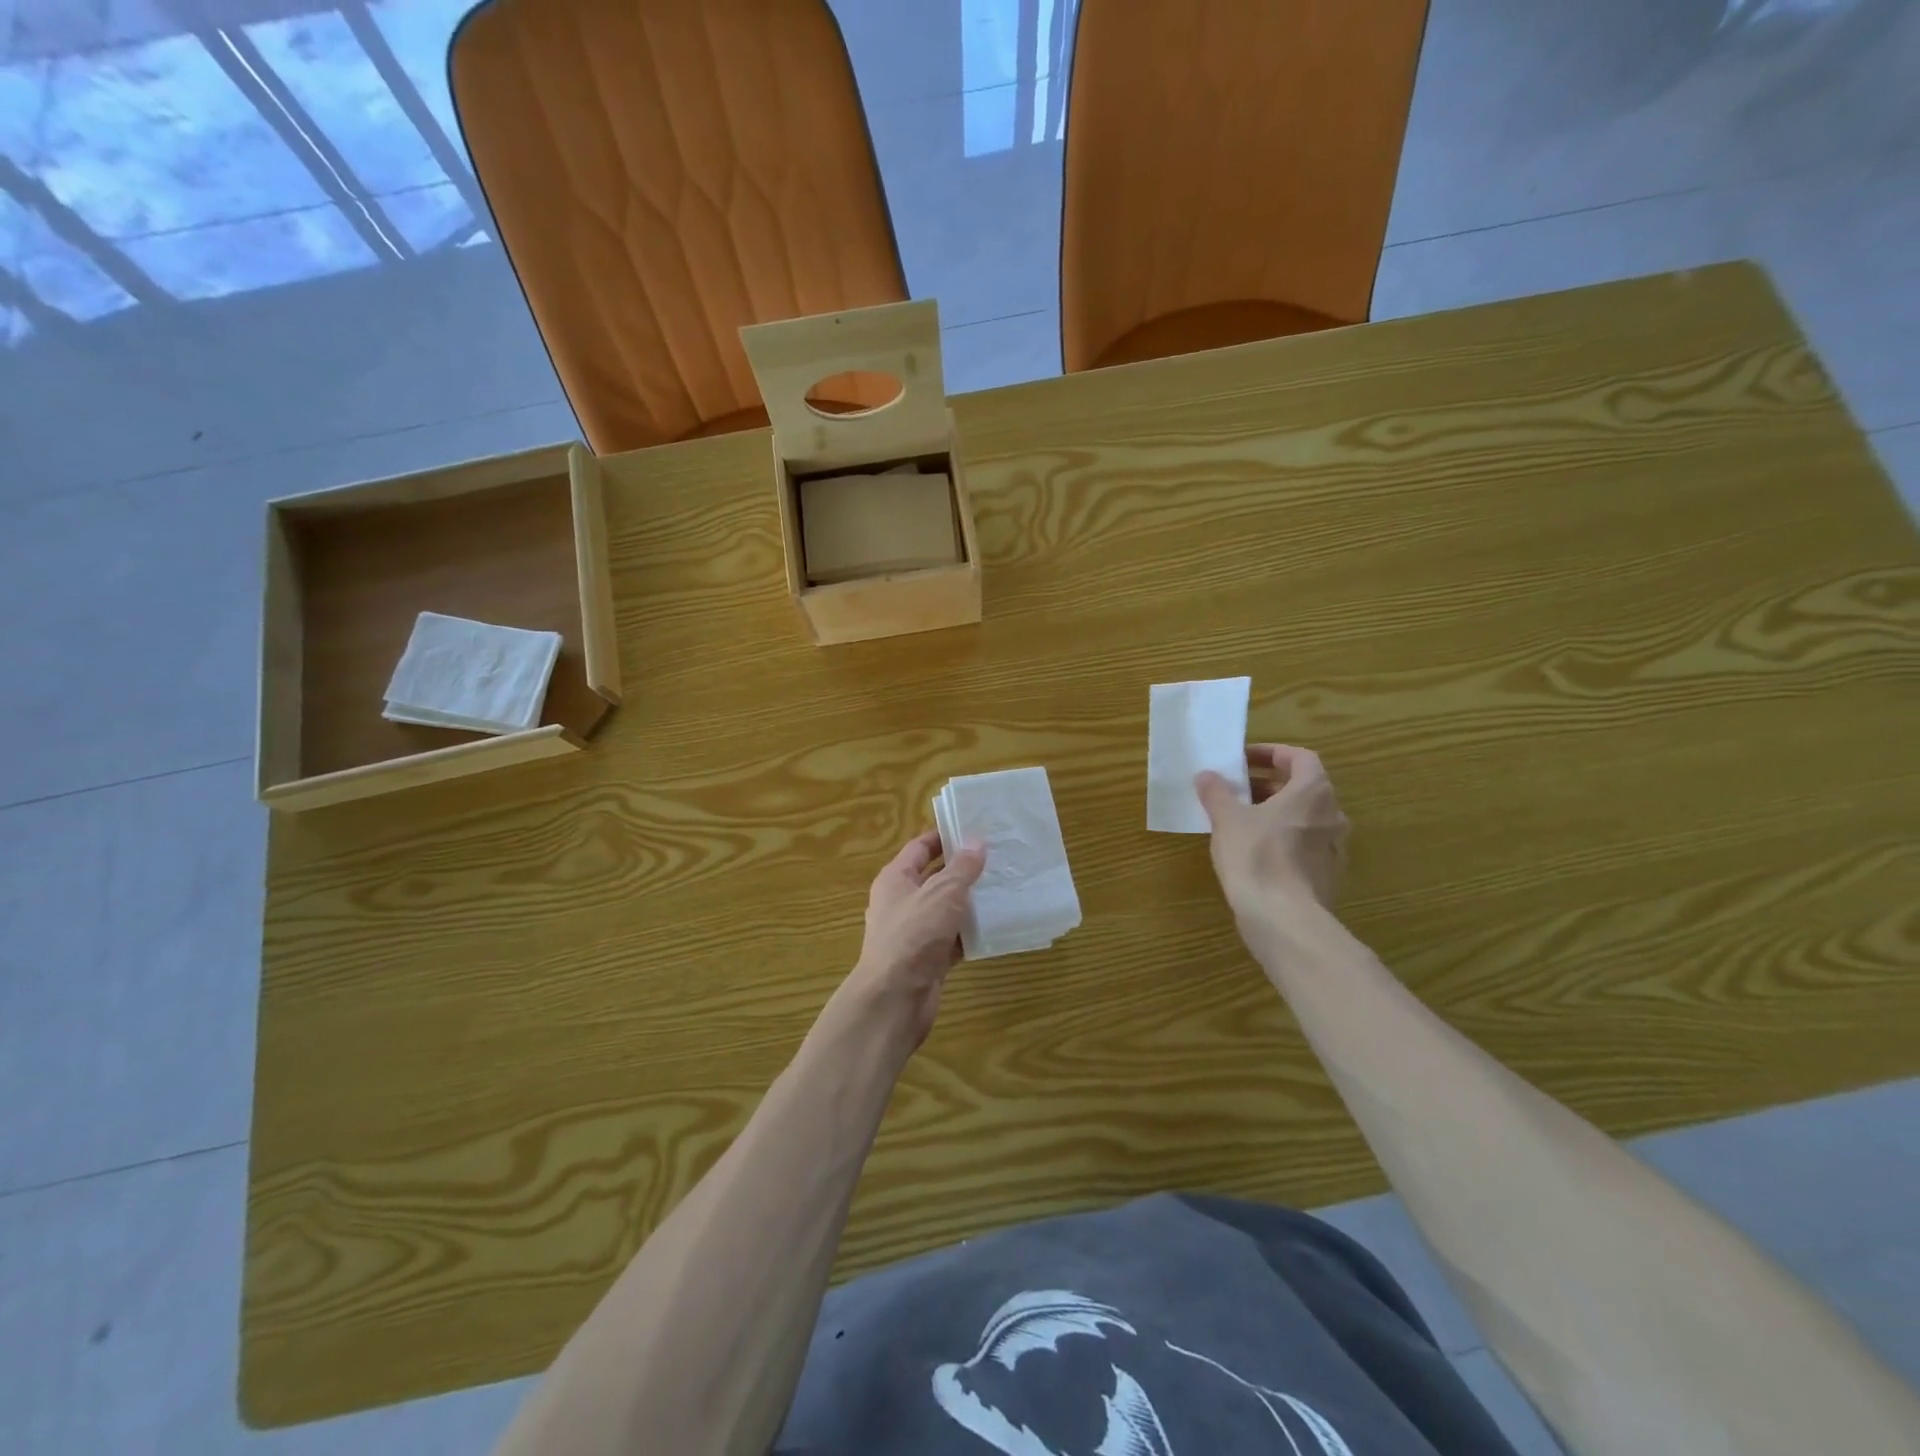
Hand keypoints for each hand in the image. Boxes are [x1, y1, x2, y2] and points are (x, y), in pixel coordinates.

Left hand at [837, 829, 986, 1050]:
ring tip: (1003, 887)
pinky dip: (971, 933)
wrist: (895, 998)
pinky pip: (953, 938)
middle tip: (997, 858)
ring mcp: (915, 932)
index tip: (974, 829)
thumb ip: (962, 868)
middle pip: (934, 878)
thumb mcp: (942, 894)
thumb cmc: (914, 935)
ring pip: (946, 910)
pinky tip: (997, 926)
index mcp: (896, 879)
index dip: (943, 837)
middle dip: (963, 869)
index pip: (919, 848)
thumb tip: (977, 841)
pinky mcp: (928, 958)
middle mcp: (902, 903)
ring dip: (970, 902)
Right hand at [1196, 744, 1348, 926]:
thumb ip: (1217, 792)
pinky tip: (1254, 852)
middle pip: (1302, 788)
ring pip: (1303, 818)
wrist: (1284, 918)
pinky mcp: (1327, 875)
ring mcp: (1334, 847)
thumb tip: (1207, 776)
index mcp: (1313, 792)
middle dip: (1268, 784)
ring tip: (1240, 820)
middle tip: (1236, 790)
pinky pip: (1304, 845)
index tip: (1244, 759)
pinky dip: (1282, 839)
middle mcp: (1332, 814)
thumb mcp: (1227, 818)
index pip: (1300, 757)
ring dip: (1275, 812)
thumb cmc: (1257, 856)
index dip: (1271, 753)